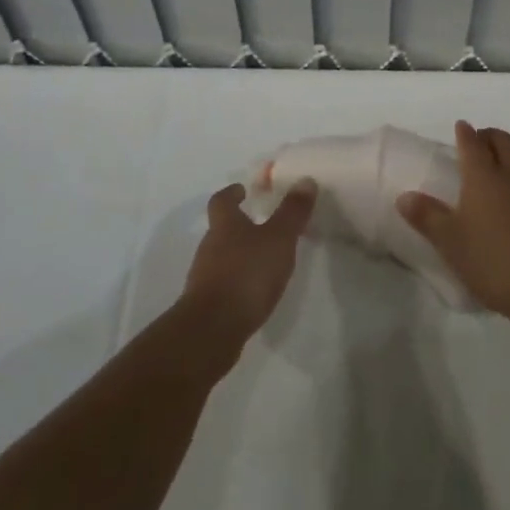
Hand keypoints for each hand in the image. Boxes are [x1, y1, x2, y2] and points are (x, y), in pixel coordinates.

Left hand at [182, 179, 316, 347]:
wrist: (212, 329)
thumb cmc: (247, 274)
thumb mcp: (279, 239)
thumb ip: (292, 212)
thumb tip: (305, 180)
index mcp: (224, 225)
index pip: (221, 200)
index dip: (231, 193)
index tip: (242, 190)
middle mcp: (209, 246)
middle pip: (220, 229)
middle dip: (239, 225)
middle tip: (262, 225)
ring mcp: (204, 277)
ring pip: (221, 257)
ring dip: (239, 255)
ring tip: (263, 260)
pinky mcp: (206, 304)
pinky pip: (222, 284)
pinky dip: (236, 281)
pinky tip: (253, 292)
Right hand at [397, 121, 509, 326]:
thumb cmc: (492, 264)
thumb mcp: (450, 243)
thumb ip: (426, 216)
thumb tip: (403, 196)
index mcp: (483, 177)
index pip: (472, 144)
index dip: (465, 134)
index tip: (462, 127)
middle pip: (504, 141)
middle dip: (492, 136)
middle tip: (484, 142)